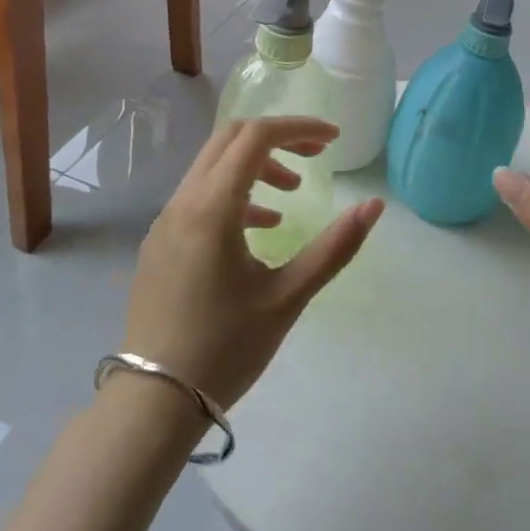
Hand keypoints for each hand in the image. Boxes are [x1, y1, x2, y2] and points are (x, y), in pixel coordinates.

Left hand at [121, 117, 383, 409]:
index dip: (298, 129)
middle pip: (230, 139)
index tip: (333, 141)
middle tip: (315, 157)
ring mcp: (165, 221)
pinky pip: (199, 195)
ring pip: (212, 166)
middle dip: (277, 138)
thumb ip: (335, 247)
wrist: (155, 402)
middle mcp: (183, 202)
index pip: (256, 137)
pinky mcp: (159, 242)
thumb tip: (374, 206)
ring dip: (255, 166)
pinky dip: (233, 192)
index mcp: (212, 208)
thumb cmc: (226, 348)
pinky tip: (259, 228)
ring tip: (291, 195)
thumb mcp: (288, 297)